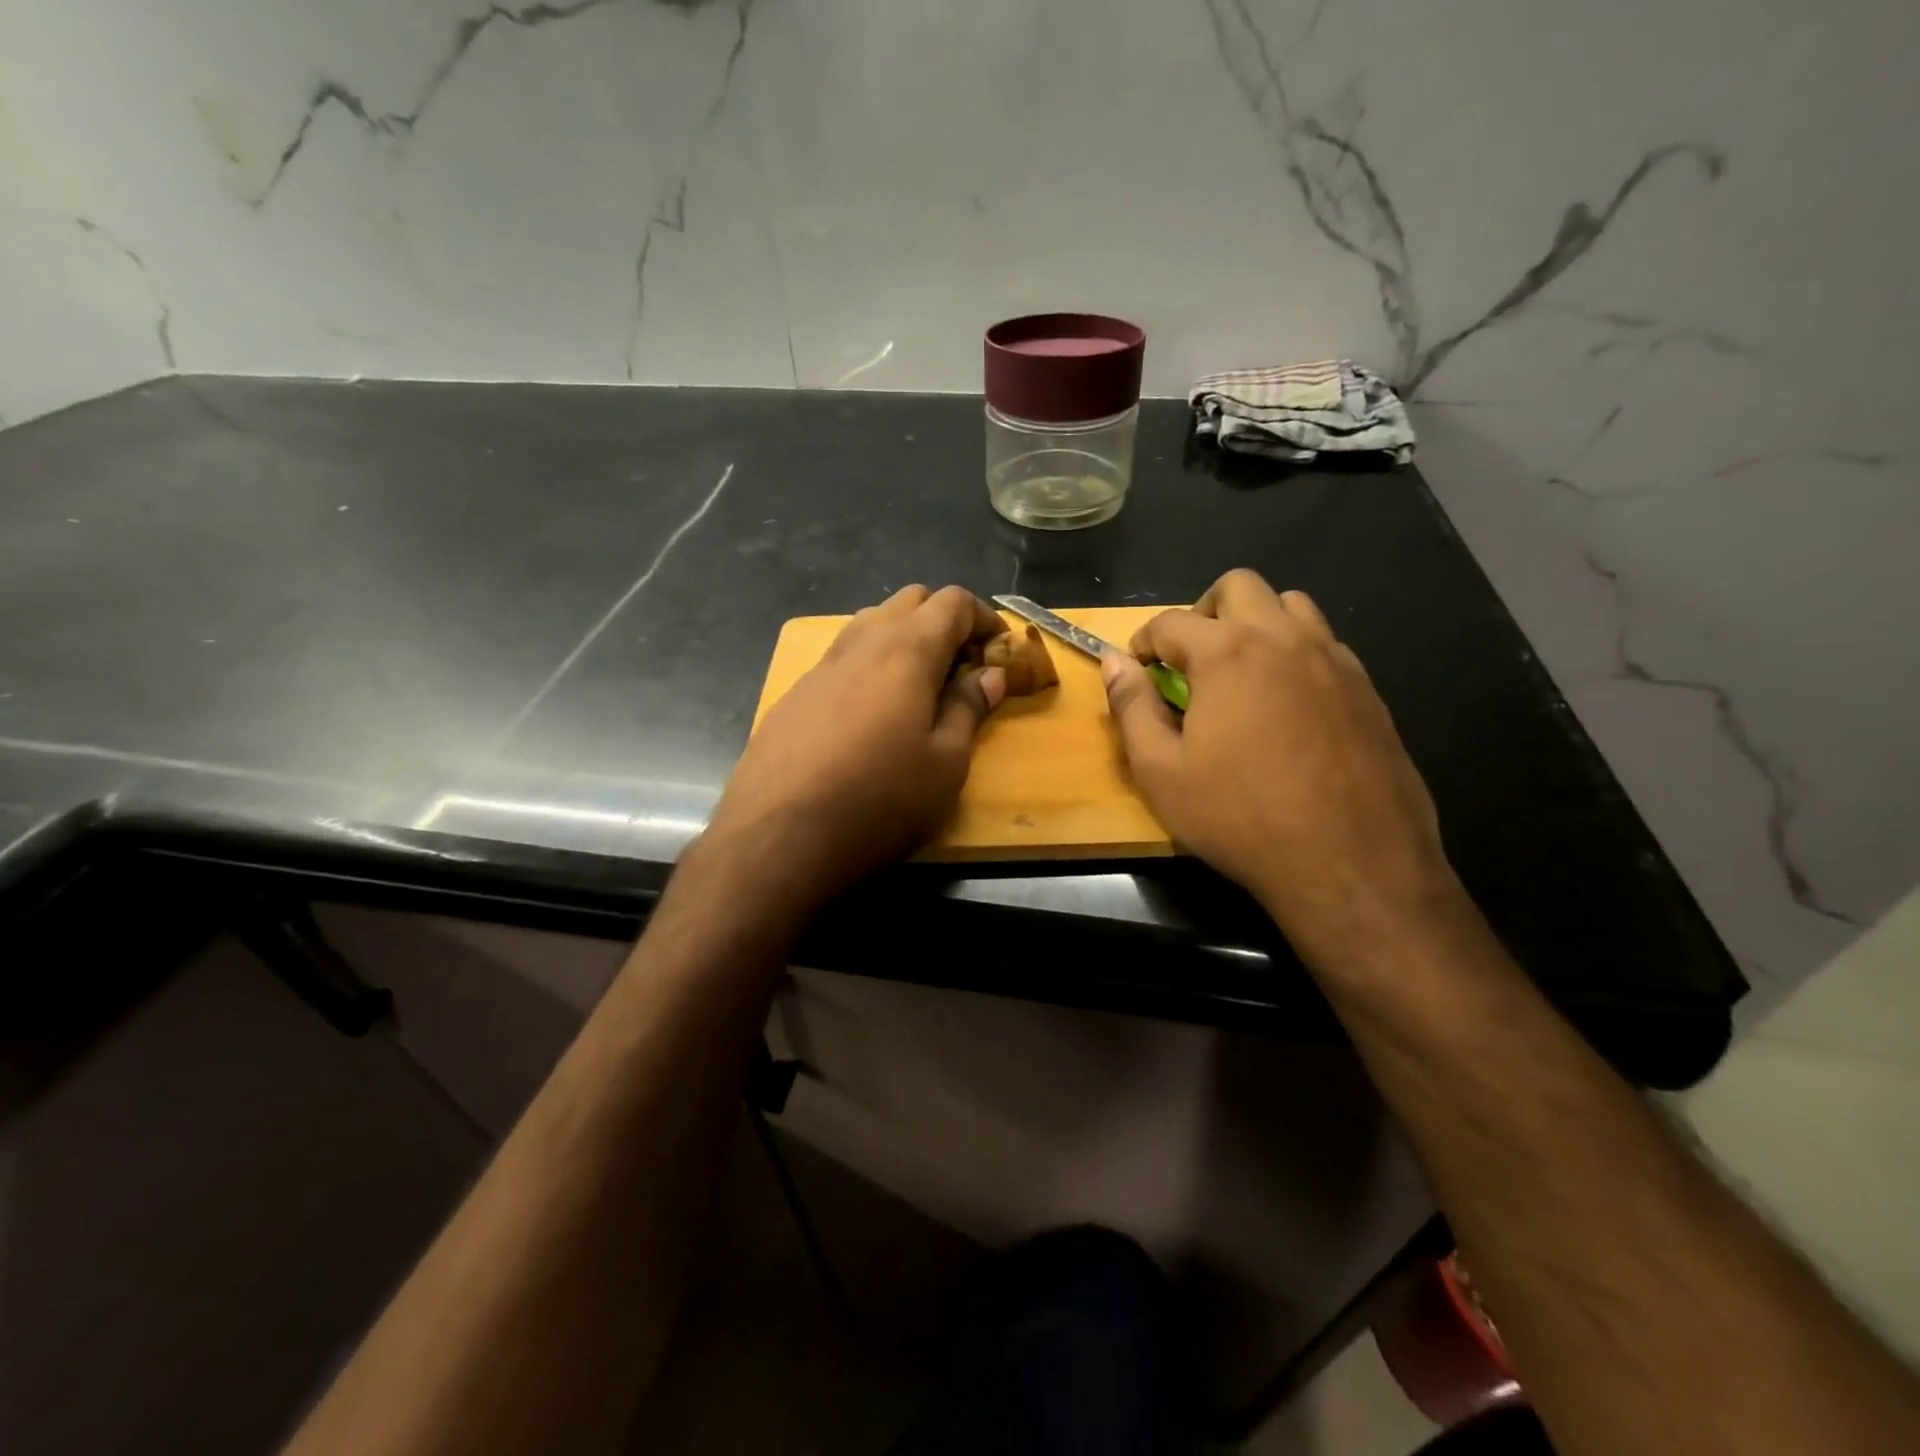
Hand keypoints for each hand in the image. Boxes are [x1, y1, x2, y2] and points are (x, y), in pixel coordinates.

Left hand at [703, 585, 1007, 909]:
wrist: (777, 836)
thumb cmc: (879, 800)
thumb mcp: (945, 764)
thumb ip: (968, 709)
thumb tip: (988, 674)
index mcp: (906, 651)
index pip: (953, 602)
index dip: (983, 617)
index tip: (1000, 648)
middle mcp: (862, 643)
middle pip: (910, 601)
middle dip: (944, 621)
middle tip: (962, 667)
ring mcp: (821, 666)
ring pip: (871, 624)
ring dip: (904, 638)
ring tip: (919, 687)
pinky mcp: (795, 694)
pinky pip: (843, 658)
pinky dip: (871, 665)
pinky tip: (871, 714)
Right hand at [1102, 569, 1466, 971]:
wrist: (1350, 863)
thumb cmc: (1240, 817)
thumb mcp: (1161, 771)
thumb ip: (1132, 707)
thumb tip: (1113, 663)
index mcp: (1227, 653)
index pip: (1171, 622)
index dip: (1143, 642)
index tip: (1137, 669)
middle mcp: (1284, 639)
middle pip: (1239, 586)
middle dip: (1203, 611)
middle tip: (1190, 658)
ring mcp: (1334, 659)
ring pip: (1291, 605)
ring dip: (1256, 622)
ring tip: (1241, 672)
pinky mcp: (1368, 689)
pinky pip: (1326, 644)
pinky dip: (1295, 653)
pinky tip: (1288, 704)